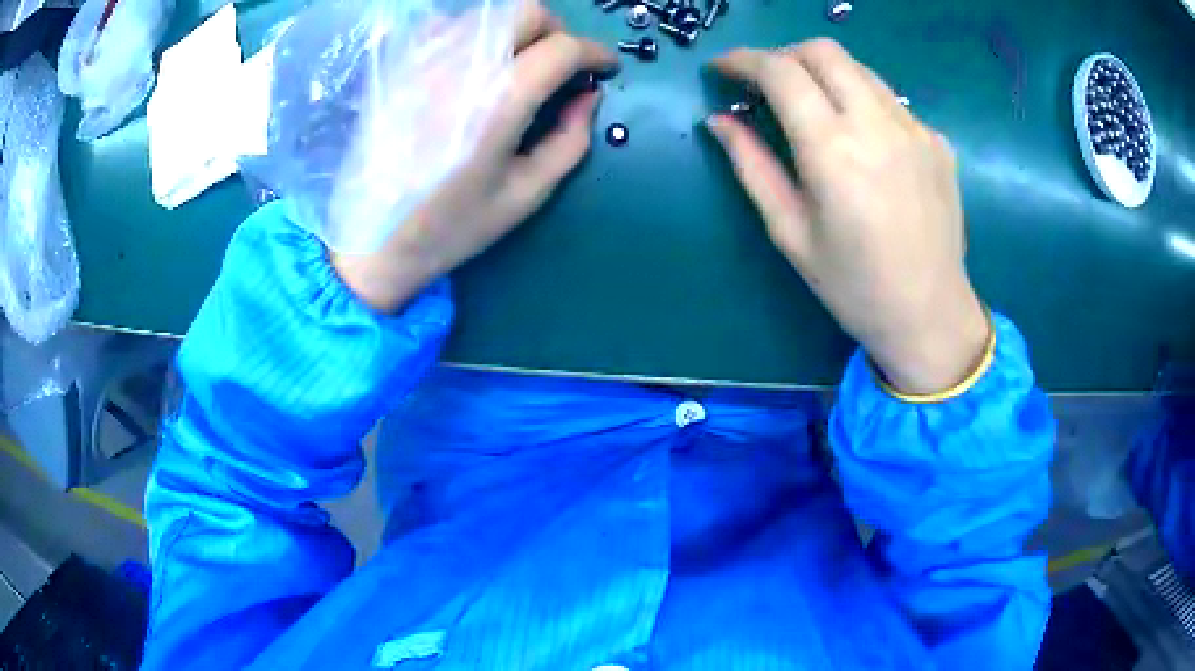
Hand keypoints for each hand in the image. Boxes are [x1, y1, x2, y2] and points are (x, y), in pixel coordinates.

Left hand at [332, 3, 616, 312]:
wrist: (371, 240)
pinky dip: (475, 35)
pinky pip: (447, 26)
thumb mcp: (526, 194)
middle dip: (558, 31)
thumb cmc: (452, 226)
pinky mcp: (402, 66)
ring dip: (517, 31)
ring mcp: (424, 60)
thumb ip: (570, 139)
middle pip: (525, 12)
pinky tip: (476, 66)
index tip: (606, 68)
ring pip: (487, 13)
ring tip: (520, 67)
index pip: (561, 48)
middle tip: (562, 65)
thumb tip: (588, 94)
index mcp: (496, 102)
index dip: (595, 52)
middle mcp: (460, 65)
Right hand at [706, 39, 989, 394]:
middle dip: (784, 55)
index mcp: (833, 150)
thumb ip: (752, 166)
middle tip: (766, 84)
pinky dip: (862, 102)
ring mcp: (915, 128)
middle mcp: (877, 124)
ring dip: (824, 73)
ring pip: (859, 69)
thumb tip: (719, 121)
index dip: (743, 60)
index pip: (781, 71)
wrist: (929, 314)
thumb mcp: (790, 232)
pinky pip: (890, 101)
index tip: (723, 68)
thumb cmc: (853, 285)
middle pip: (823, 51)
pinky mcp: (937, 141)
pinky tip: (861, 140)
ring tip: (811, 107)